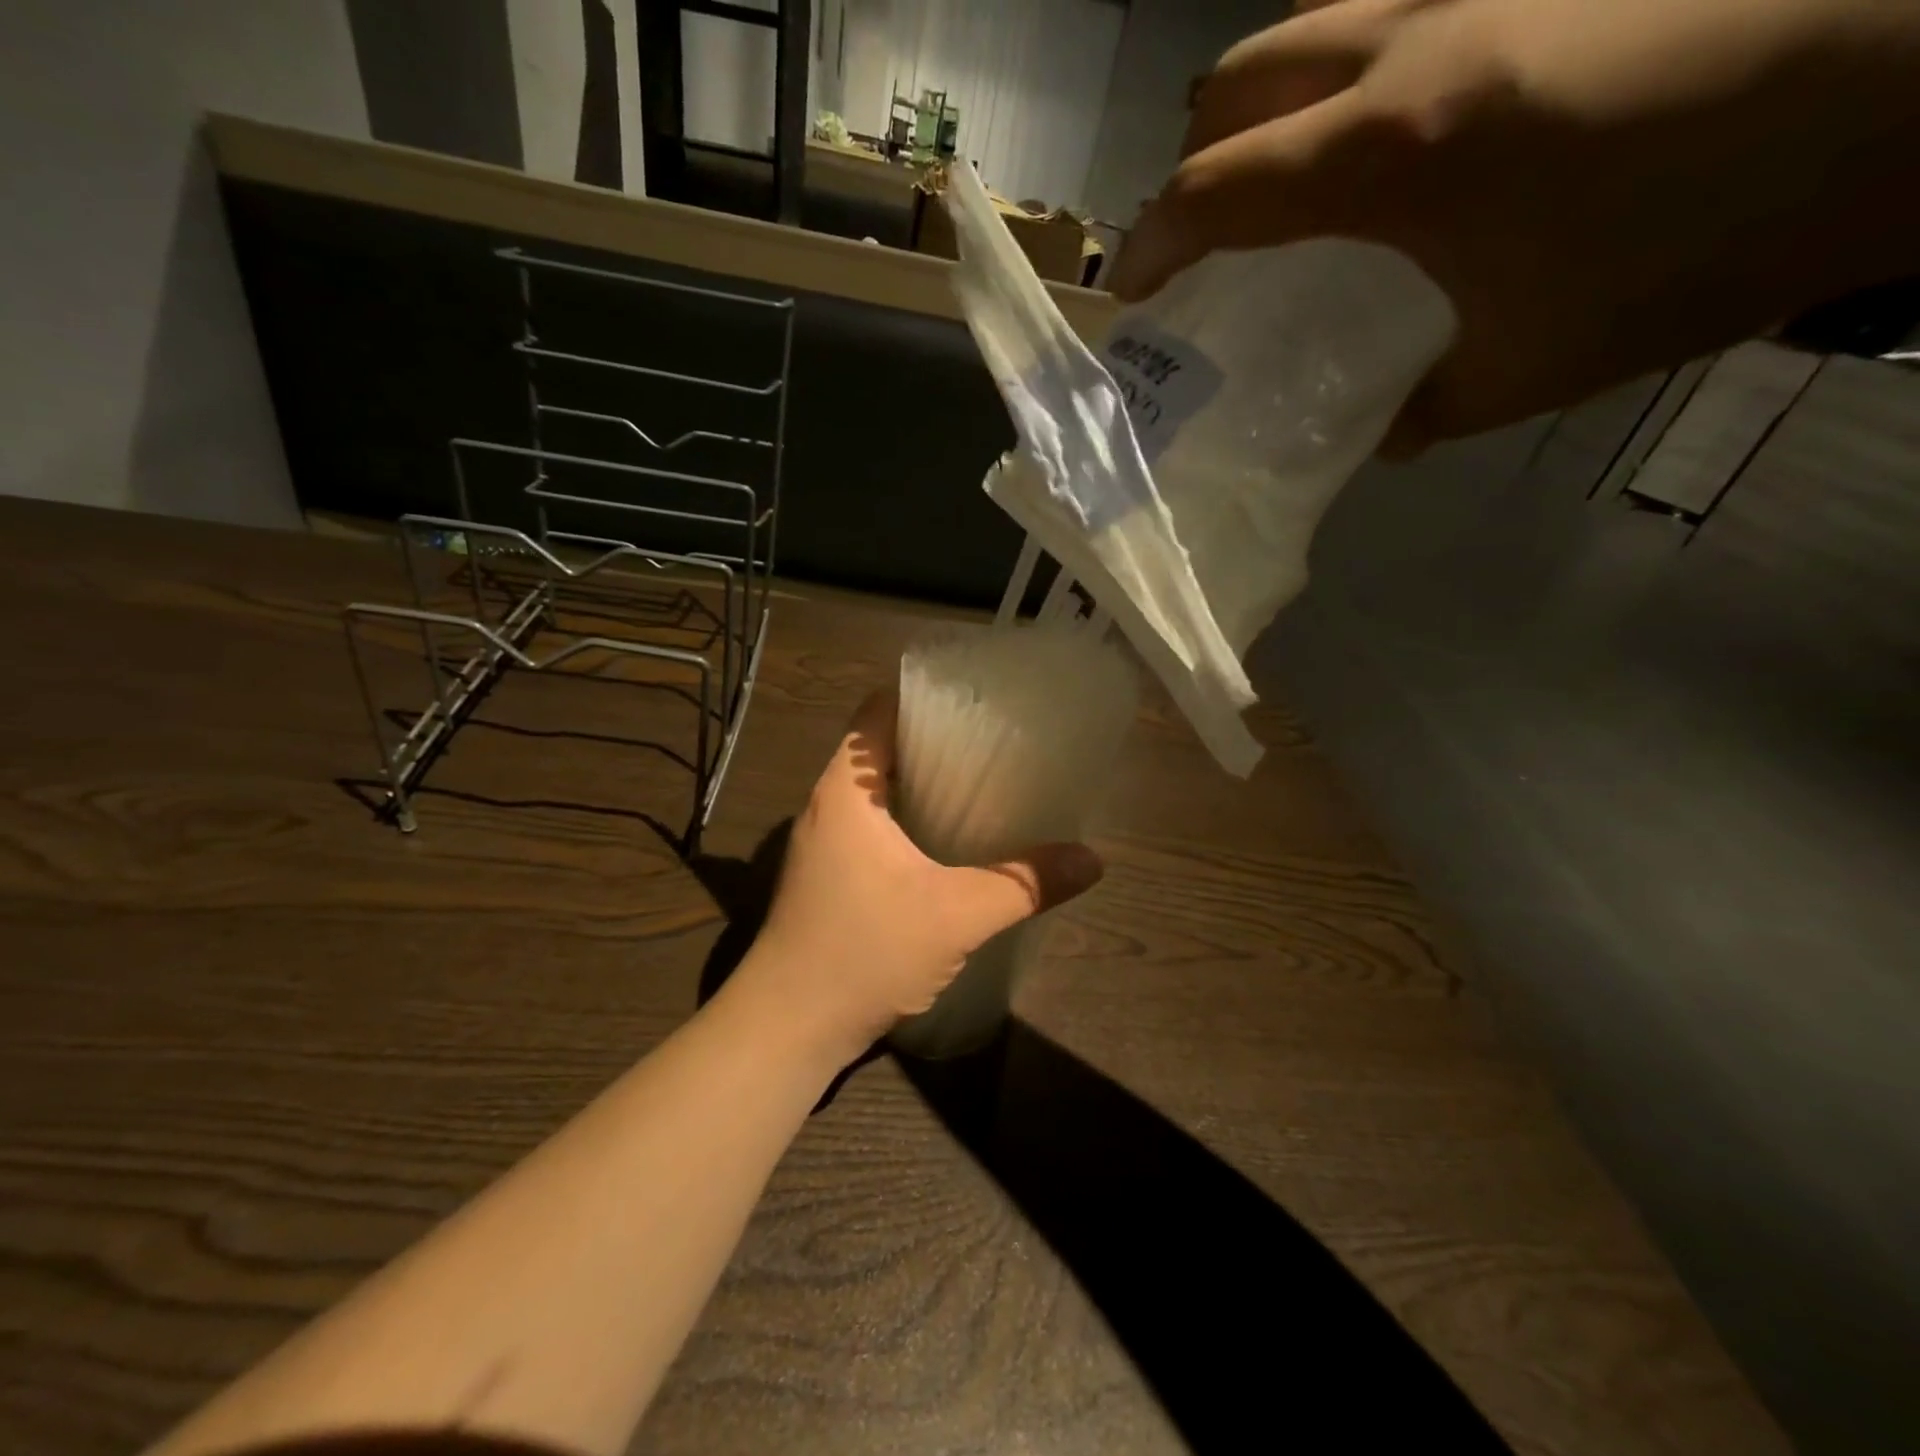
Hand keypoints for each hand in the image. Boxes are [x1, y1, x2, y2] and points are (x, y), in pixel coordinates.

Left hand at [730, 690, 1104, 1066]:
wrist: (787, 1029)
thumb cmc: (863, 953)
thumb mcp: (957, 916)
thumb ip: (1025, 883)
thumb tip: (1092, 860)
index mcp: (846, 791)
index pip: (878, 711)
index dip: (925, 697)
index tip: (978, 699)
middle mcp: (827, 806)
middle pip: (881, 749)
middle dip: (936, 742)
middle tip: (997, 743)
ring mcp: (822, 844)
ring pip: (877, 794)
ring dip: (922, 787)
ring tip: (983, 787)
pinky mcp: (827, 878)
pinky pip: (872, 829)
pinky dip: (909, 823)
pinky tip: (950, 844)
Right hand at [1110, 0, 1919, 451]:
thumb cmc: (1697, 239)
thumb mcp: (1524, 367)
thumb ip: (1421, 406)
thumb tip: (1379, 429)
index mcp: (1390, 149)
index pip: (1213, 188)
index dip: (1152, 247)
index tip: (1131, 301)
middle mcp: (1410, 42)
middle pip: (1236, 84)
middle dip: (1193, 169)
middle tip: (1204, 249)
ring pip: (1304, 33)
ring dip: (1262, 122)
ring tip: (1276, 203)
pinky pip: (1383, 20)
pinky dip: (1339, 91)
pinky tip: (1379, 155)